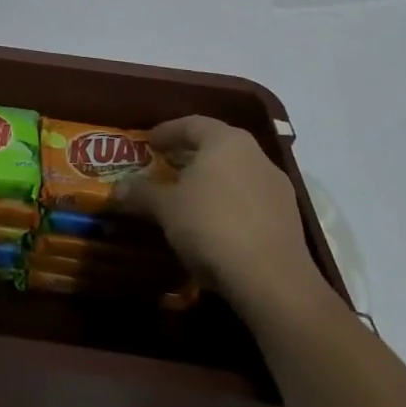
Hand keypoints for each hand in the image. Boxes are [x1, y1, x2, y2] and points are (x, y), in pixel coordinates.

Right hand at [117, 116, 330, 322]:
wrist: (273, 282)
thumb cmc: (211, 226)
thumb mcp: (165, 208)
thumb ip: (141, 193)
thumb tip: (117, 190)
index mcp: (226, 141)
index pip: (192, 124)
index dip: (167, 131)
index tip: (149, 142)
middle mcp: (256, 156)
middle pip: (217, 148)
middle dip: (189, 156)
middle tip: (164, 167)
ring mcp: (277, 189)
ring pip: (235, 175)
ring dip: (210, 183)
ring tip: (186, 199)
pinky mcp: (289, 221)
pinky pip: (250, 202)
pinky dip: (228, 206)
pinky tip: (212, 226)